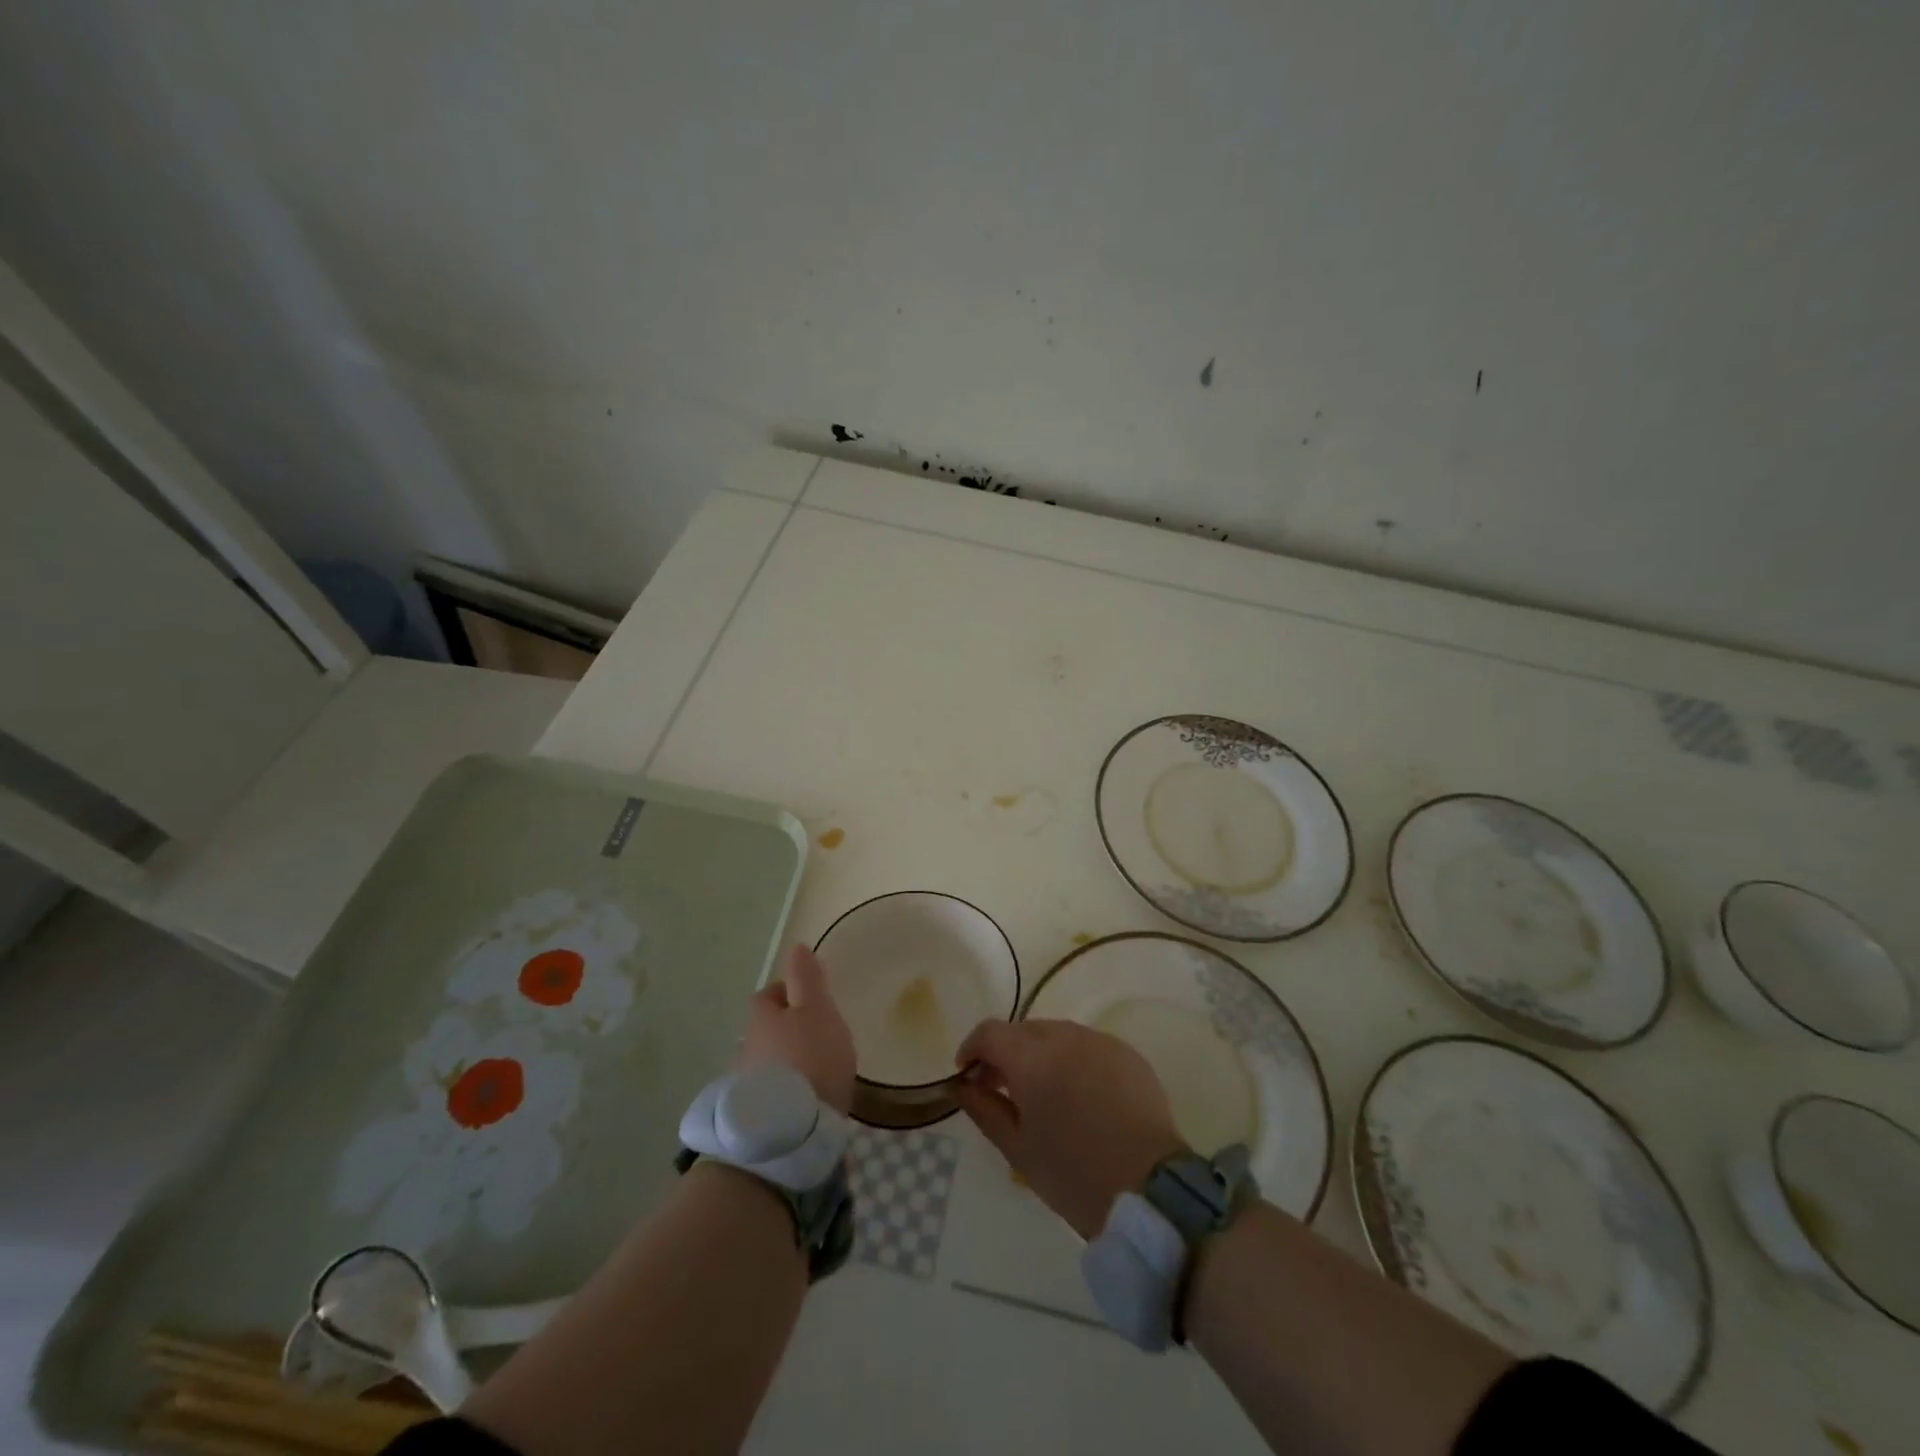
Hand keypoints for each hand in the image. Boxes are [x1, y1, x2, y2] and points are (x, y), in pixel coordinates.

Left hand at [737, 946, 855, 1113]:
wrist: (789, 1134)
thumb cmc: (811, 1058)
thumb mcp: (817, 1010)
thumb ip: (807, 978)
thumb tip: (796, 947)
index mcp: (762, 1016)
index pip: (769, 994)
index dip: (789, 993)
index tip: (813, 1000)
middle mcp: (746, 1045)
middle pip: (766, 1028)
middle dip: (787, 1029)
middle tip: (817, 1036)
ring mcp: (745, 1083)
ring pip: (766, 1060)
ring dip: (785, 1061)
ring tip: (814, 1071)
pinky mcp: (752, 1117)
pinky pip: (769, 1092)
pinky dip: (784, 1090)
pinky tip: (804, 1100)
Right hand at [953, 1019, 1186, 1239]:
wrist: (1151, 1190)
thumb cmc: (1073, 1174)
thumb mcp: (1017, 1148)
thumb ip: (983, 1109)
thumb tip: (961, 1085)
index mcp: (1031, 1056)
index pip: (990, 1032)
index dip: (972, 1048)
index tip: (966, 1075)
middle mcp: (1065, 1036)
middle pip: (1023, 1030)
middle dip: (1005, 1053)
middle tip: (1000, 1088)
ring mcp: (1100, 1041)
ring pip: (1057, 1035)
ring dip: (1040, 1054)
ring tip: (1041, 1093)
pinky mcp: (1127, 1054)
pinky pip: (1088, 1047)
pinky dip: (1073, 1061)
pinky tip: (1079, 1096)